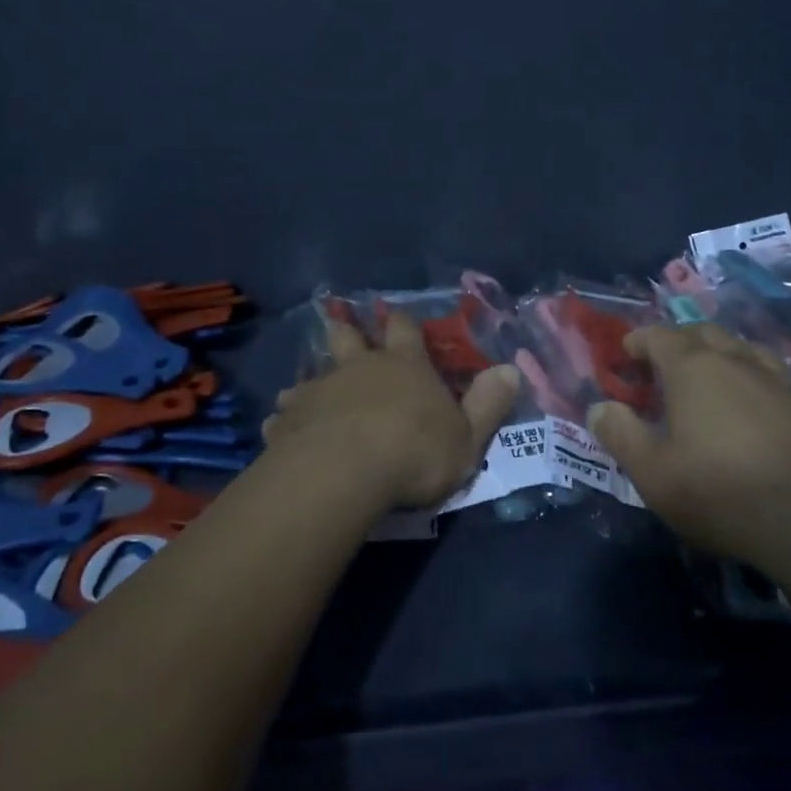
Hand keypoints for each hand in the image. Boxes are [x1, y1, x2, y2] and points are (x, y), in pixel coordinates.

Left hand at [263, 312, 520, 511]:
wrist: (345, 472)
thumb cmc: (415, 453)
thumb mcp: (468, 437)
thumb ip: (489, 404)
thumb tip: (511, 370)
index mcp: (405, 366)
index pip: (405, 330)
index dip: (402, 324)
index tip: (397, 318)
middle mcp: (360, 367)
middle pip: (348, 337)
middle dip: (346, 331)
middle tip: (339, 324)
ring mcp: (320, 390)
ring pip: (312, 375)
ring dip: (310, 382)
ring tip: (301, 390)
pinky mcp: (289, 420)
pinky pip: (284, 415)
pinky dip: (285, 420)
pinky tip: (279, 431)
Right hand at [586, 323, 790, 563]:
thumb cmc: (719, 491)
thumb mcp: (652, 472)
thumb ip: (620, 434)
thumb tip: (599, 407)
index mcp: (691, 367)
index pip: (657, 336)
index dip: (636, 342)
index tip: (623, 358)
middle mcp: (732, 359)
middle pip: (699, 332)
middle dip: (674, 342)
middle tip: (658, 369)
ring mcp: (772, 378)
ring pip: (736, 346)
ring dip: (713, 352)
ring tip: (703, 378)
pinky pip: (764, 369)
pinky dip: (745, 371)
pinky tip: (746, 398)